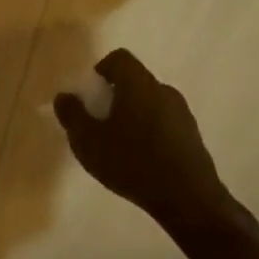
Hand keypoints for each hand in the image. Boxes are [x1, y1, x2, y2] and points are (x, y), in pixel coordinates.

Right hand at [53, 49, 230, 227]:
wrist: (189, 200)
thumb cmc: (132, 163)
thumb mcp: (88, 141)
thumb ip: (72, 115)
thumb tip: (65, 96)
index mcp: (138, 84)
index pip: (119, 58)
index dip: (101, 71)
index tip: (91, 96)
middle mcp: (163, 90)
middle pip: (134, 81)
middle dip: (115, 97)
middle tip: (101, 124)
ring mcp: (182, 113)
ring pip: (150, 103)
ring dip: (134, 116)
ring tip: (120, 147)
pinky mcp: (193, 137)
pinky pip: (165, 123)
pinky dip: (151, 133)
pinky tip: (143, 162)